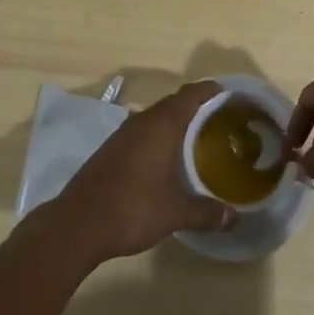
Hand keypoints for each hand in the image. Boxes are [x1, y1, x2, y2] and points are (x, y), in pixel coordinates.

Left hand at [49, 81, 233, 264]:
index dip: (210, 90)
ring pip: (155, 117)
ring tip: (196, 139)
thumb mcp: (175, 213)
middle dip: (196, 107)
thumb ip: (206, 212)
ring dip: (175, 123)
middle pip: (173, 103)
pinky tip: (165, 159)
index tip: (228, 95)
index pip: (190, 94)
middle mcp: (142, 121)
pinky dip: (158, 137)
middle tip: (219, 121)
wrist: (79, 223)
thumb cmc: (133, 208)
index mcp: (161, 124)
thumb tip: (234, 218)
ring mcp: (123, 134)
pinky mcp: (111, 149)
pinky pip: (142, 132)